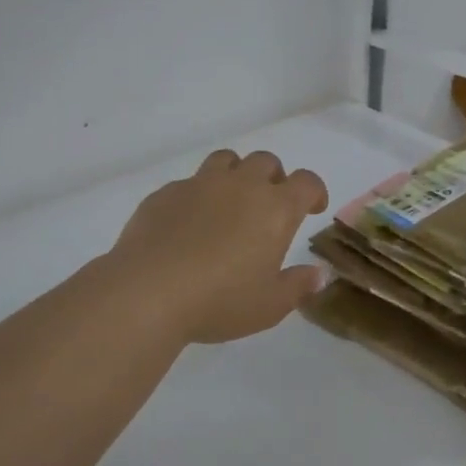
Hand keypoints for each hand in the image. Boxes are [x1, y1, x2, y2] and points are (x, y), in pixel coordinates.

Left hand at [109, 149, 330, 344]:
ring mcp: (199, 184)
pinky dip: (197, 196)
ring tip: (229, 203)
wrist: (148, 291)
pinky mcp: (165, 193)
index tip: (312, 208)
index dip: (313, 191)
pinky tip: (188, 224)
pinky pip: (188, 182)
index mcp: (274, 209)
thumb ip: (297, 286)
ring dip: (235, 174)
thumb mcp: (269, 305)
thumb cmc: (220, 300)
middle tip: (268, 206)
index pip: (306, 182)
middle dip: (273, 178)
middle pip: (265, 162)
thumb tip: (317, 274)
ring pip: (225, 160)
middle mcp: (240, 186)